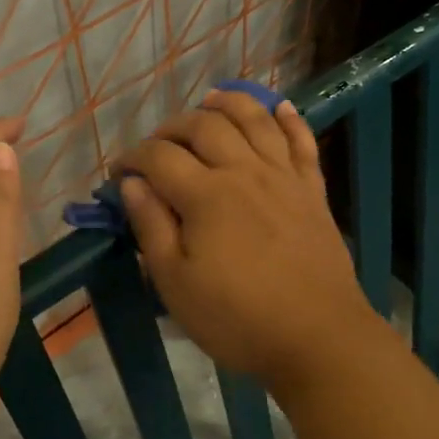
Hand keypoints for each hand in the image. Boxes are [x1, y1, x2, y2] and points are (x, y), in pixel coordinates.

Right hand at [112, 91, 384, 393]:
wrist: (318, 338)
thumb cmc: (238, 318)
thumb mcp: (176, 284)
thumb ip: (152, 227)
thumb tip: (132, 184)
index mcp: (206, 195)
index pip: (159, 157)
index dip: (132, 158)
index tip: (119, 174)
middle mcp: (244, 171)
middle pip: (204, 127)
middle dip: (172, 127)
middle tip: (156, 145)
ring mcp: (283, 177)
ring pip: (254, 120)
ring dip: (228, 104)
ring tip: (210, 100)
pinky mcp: (312, 190)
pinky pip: (301, 141)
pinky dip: (288, 118)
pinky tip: (277, 106)